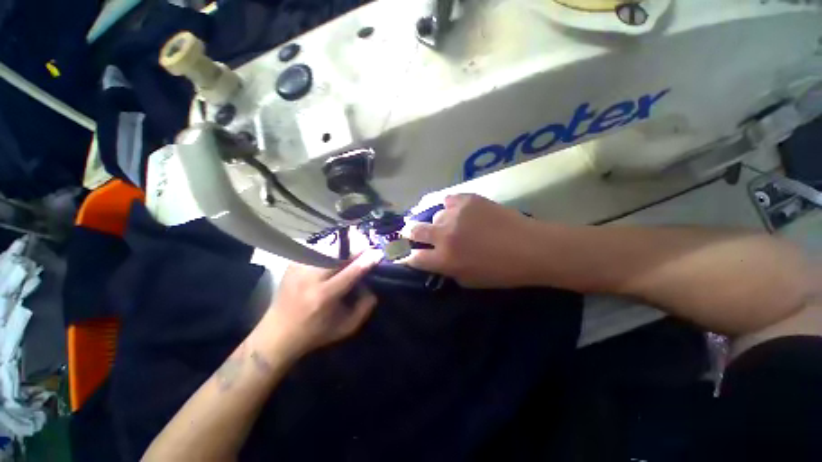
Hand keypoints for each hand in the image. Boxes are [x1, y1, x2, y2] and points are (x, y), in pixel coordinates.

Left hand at [259, 250, 381, 357]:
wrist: (277, 333)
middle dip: (356, 247)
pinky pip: (317, 249)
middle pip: (338, 253)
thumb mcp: (346, 327)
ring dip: (344, 248)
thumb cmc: (316, 333)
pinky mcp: (293, 263)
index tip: (379, 252)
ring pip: (328, 247)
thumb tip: (372, 284)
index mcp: (324, 296)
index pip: (351, 272)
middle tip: (366, 248)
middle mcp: (310, 278)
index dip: (367, 260)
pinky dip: (330, 250)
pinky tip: (334, 257)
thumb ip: (365, 307)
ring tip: (352, 252)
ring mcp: (299, 268)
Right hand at [403, 194, 540, 287]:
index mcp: (444, 258)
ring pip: (433, 215)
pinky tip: (456, 211)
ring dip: (436, 222)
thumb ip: (446, 270)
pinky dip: (449, 207)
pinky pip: (447, 200)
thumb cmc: (501, 271)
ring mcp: (455, 214)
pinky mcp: (467, 199)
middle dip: (408, 232)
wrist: (529, 247)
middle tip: (409, 232)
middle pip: (414, 230)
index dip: (406, 257)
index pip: (413, 257)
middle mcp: (444, 234)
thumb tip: (434, 260)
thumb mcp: (468, 280)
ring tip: (447, 224)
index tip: (404, 254)